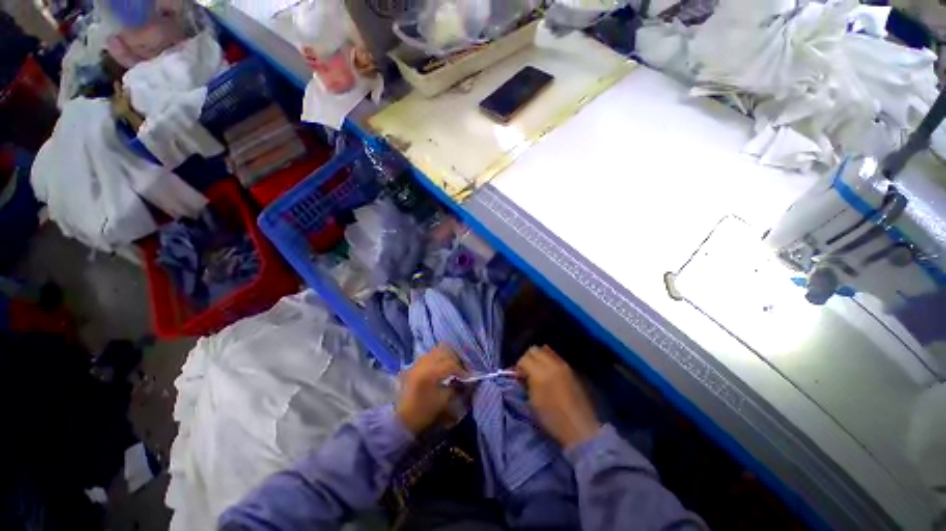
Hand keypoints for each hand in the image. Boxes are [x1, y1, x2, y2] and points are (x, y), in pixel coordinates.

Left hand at [396, 345, 465, 433]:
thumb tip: (464, 380)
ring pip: (436, 350)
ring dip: (447, 355)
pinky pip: (430, 354)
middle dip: (455, 359)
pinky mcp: (415, 364)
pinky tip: (443, 366)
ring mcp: (418, 362)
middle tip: (462, 368)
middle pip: (444, 351)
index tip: (469, 376)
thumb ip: (455, 387)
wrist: (401, 418)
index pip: (451, 364)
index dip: (462, 370)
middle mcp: (423, 363)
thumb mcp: (443, 401)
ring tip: (453, 365)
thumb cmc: (423, 412)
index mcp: (430, 373)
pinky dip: (439, 357)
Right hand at [517, 346, 600, 448]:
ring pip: (545, 349)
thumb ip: (526, 384)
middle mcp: (551, 364)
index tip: (519, 376)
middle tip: (526, 371)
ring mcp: (562, 364)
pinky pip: (555, 356)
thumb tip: (522, 375)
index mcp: (539, 374)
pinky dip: (548, 359)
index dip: (518, 367)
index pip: (523, 359)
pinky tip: (549, 372)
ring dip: (538, 357)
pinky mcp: (570, 368)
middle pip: (534, 350)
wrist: (580, 427)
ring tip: (538, 369)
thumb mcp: (532, 403)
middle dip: (527, 358)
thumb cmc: (552, 419)